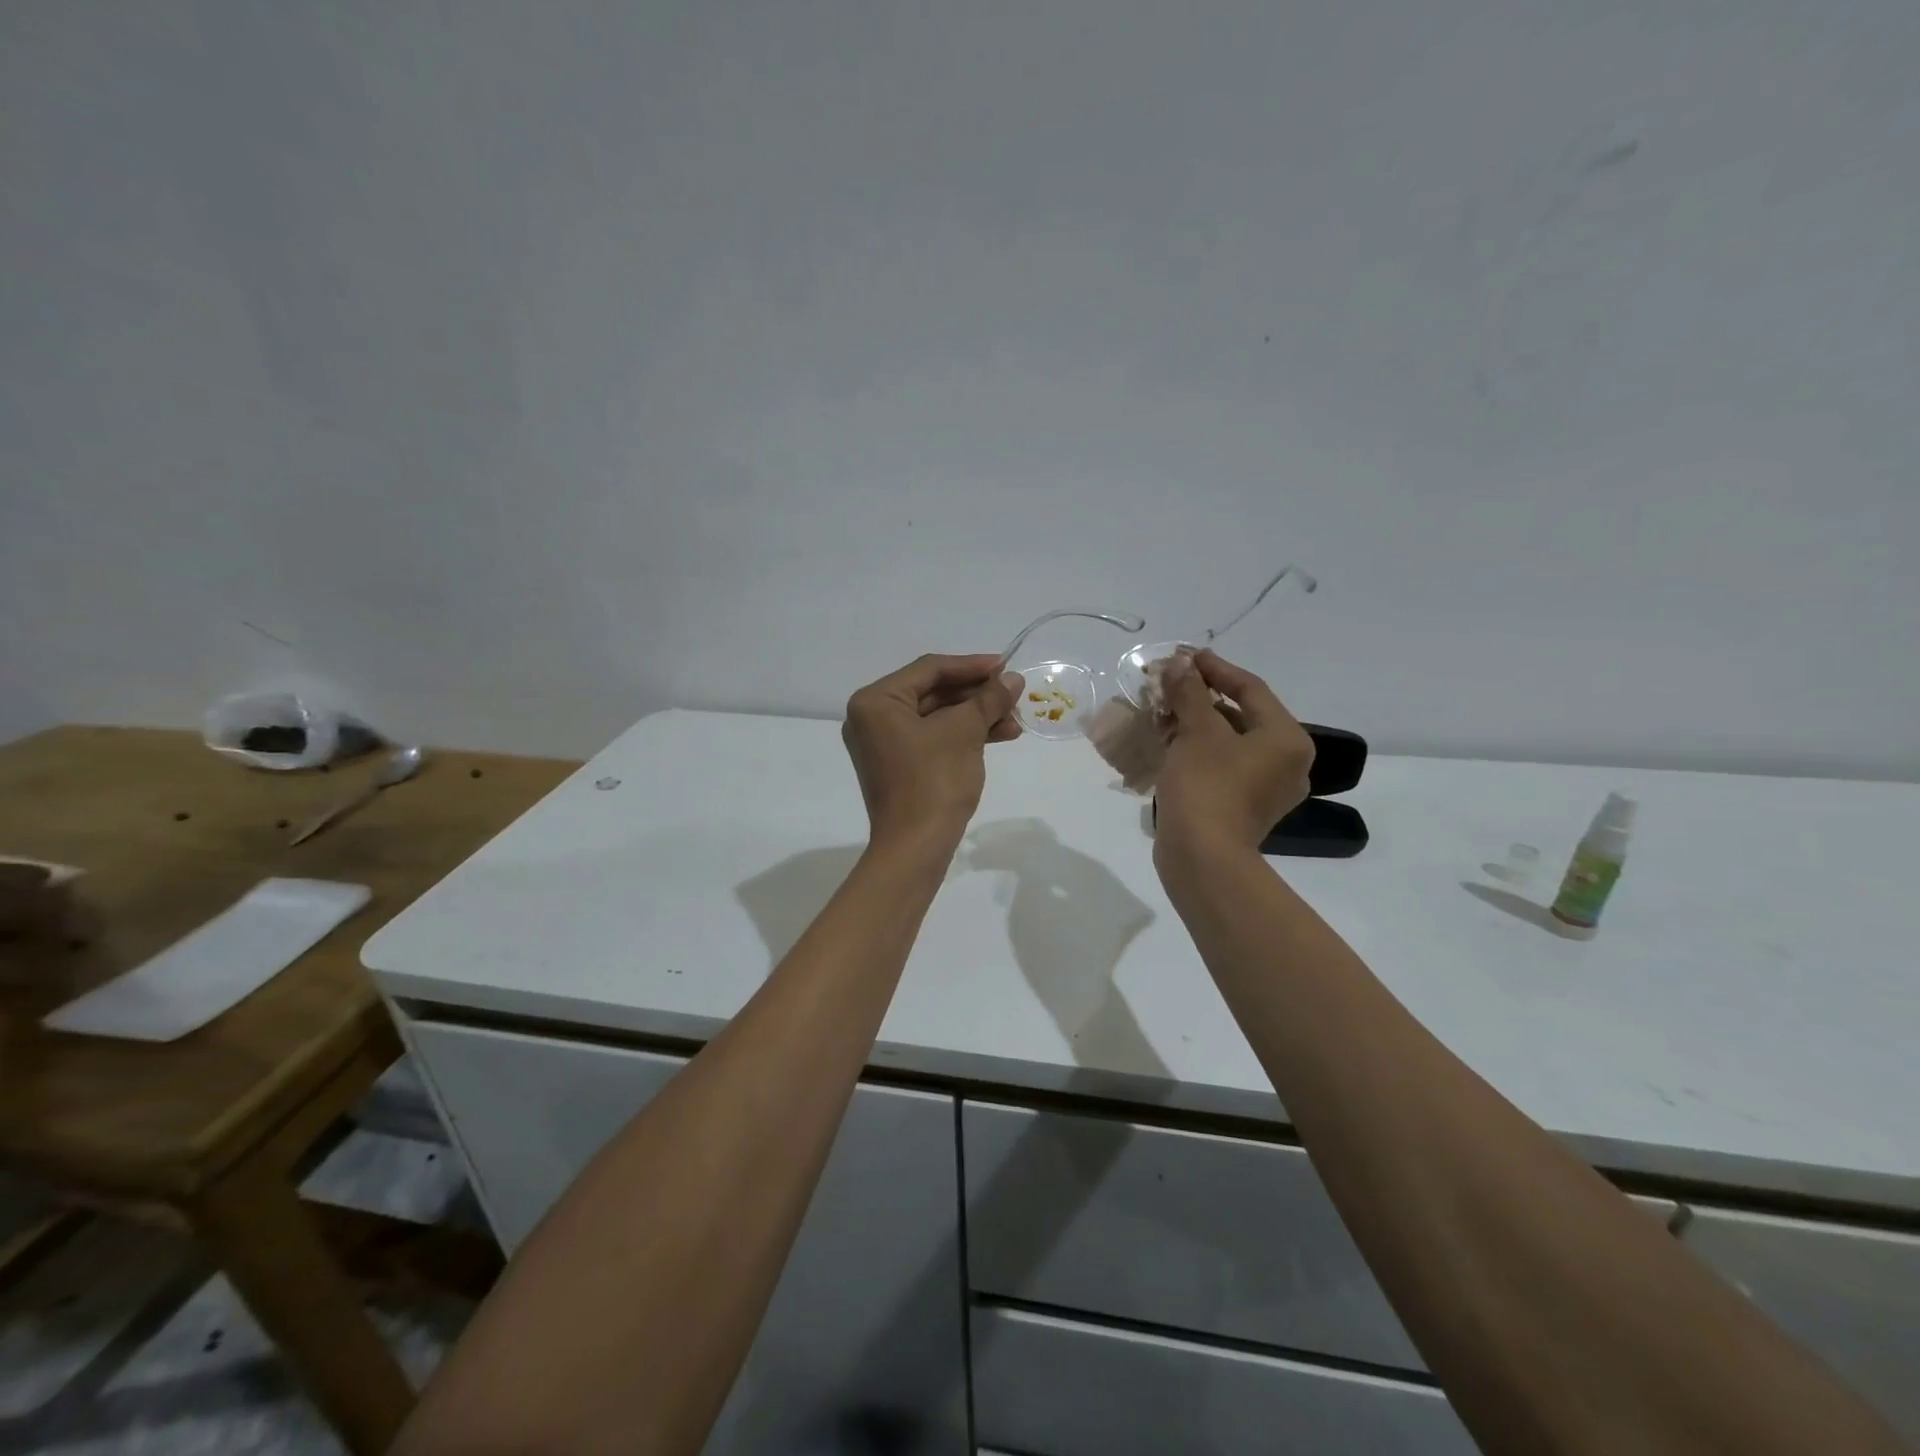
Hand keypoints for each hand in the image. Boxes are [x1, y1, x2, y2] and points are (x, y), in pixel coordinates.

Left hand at [843, 654, 1022, 848]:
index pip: (929, 670)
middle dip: (977, 696)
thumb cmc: (934, 781)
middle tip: (1014, 695)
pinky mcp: (899, 766)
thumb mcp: (965, 732)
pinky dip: (964, 736)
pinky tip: (1000, 736)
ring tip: (1015, 722)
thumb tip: (1013, 679)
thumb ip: (988, 699)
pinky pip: (933, 739)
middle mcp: (872, 718)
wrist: (916, 847)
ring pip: (937, 718)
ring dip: (976, 717)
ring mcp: (884, 744)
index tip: (1007, 666)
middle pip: (933, 693)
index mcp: (876, 701)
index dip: (972, 666)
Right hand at [1153, 649, 1314, 856]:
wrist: (1202, 857)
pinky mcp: (1244, 808)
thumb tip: (1179, 663)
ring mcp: (1267, 789)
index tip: (1184, 657)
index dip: (1215, 668)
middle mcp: (1287, 762)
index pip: (1251, 689)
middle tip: (1169, 684)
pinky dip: (1199, 750)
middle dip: (1201, 698)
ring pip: (1230, 742)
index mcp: (1287, 739)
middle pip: (1242, 715)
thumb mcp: (1196, 731)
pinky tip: (1170, 743)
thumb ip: (1189, 692)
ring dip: (1197, 724)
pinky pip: (1224, 766)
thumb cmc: (1206, 785)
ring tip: (1163, 711)